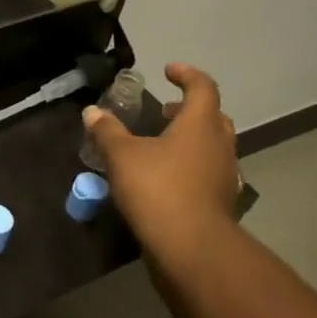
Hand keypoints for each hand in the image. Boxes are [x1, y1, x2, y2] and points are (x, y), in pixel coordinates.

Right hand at [82, 63, 241, 263]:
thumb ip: (107, 132)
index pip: (202, 87)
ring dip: (191, 139)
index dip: (186, 74)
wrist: (190, 246)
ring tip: (162, 145)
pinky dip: (191, 166)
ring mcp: (224, 174)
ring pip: (212, 146)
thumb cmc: (158, 189)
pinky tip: (168, 178)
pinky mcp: (221, 201)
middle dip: (189, 109)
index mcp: (200, 124)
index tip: (168, 71)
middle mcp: (219, 144)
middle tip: (166, 110)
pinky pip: (208, 172)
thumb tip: (92, 112)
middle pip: (213, 116)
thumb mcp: (122, 157)